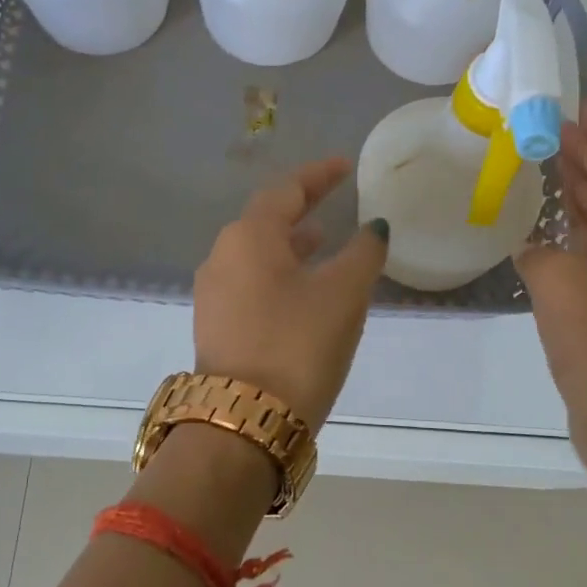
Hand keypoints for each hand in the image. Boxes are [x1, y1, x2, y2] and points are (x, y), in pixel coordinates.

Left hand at [194, 158, 389, 430]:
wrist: (245, 420)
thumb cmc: (298, 344)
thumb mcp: (343, 294)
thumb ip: (363, 253)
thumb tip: (373, 228)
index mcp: (249, 237)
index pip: (286, 190)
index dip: (318, 175)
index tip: (344, 166)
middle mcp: (222, 256)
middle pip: (265, 219)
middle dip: (301, 207)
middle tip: (334, 200)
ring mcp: (213, 293)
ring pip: (256, 253)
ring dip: (290, 243)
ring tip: (323, 242)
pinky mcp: (215, 325)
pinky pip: (250, 281)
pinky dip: (279, 272)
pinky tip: (302, 289)